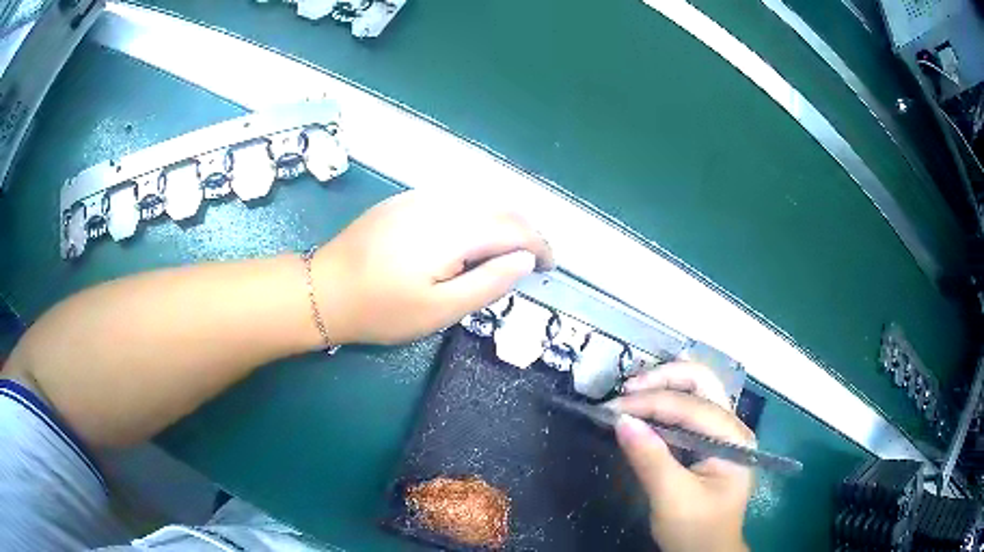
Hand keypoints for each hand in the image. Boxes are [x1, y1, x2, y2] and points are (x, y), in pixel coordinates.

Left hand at [313, 191, 553, 345]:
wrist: (323, 289)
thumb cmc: (380, 309)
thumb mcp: (439, 311)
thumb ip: (488, 283)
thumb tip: (524, 260)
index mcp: (452, 231)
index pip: (513, 228)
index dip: (539, 245)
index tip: (549, 267)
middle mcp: (441, 203)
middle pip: (500, 208)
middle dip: (526, 232)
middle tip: (533, 261)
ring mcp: (420, 197)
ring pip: (480, 200)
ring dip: (503, 222)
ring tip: (508, 251)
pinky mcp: (405, 200)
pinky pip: (457, 199)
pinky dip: (478, 215)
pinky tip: (473, 237)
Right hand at [609, 362, 753, 551]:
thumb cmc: (695, 530)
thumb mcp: (671, 499)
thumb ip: (650, 459)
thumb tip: (621, 420)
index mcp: (734, 439)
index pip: (692, 407)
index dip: (651, 402)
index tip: (612, 408)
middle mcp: (733, 427)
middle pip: (703, 383)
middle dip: (664, 379)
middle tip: (627, 389)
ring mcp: (724, 432)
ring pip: (697, 391)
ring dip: (664, 385)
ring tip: (631, 392)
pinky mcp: (710, 441)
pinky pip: (690, 409)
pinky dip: (666, 401)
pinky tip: (646, 405)